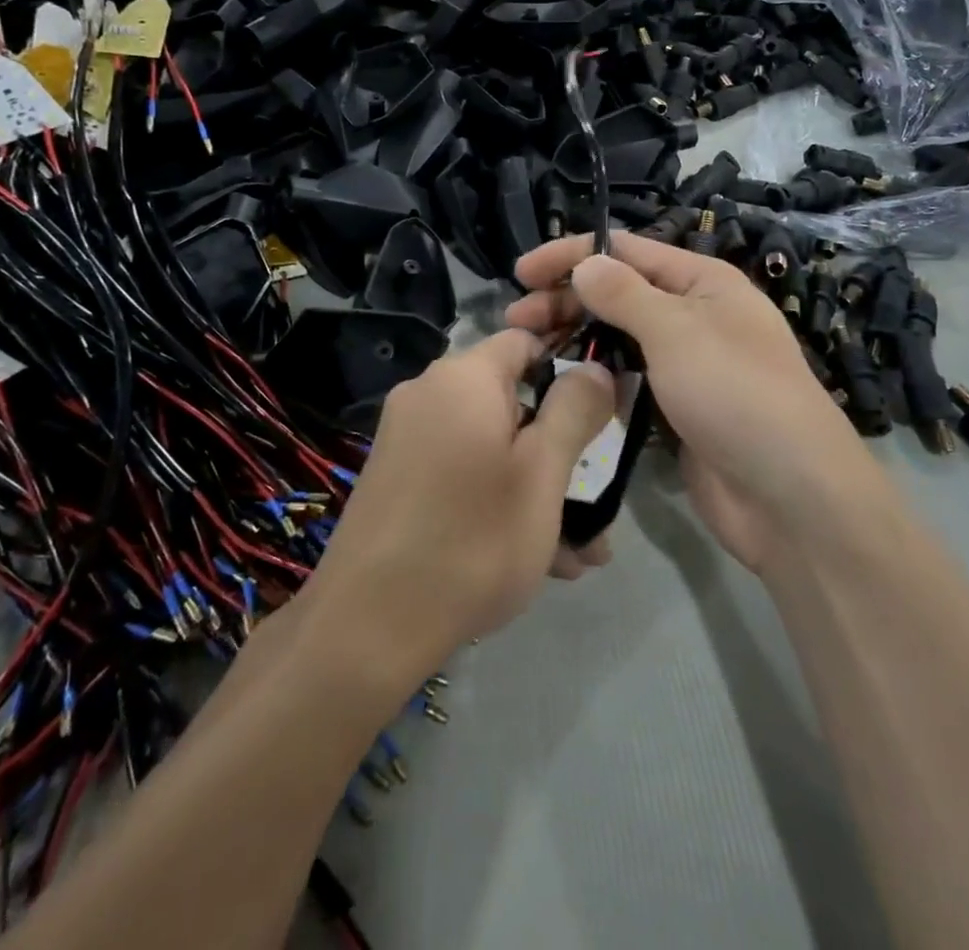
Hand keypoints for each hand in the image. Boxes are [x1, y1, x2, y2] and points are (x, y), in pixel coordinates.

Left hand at [305, 329, 614, 674]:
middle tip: (599, 502)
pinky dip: (499, 501)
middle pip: (513, 402)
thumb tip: (595, 369)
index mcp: (463, 378)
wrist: (365, 628)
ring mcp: (409, 439)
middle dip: (561, 450)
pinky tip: (539, 561)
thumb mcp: (542, 474)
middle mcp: (430, 395)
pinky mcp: (399, 479)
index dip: (570, 366)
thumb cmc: (472, 540)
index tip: (603, 411)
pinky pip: (464, 473)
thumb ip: (575, 411)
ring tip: (582, 551)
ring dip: (539, 489)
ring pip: (493, 447)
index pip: (525, 341)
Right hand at [508, 234, 874, 574]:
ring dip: (578, 338)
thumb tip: (585, 262)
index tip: (522, 273)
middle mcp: (694, 314)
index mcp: (702, 282)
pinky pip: (630, 379)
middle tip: (515, 320)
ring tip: (530, 352)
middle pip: (618, 293)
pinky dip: (599, 377)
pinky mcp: (677, 408)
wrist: (789, 495)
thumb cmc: (735, 393)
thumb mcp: (676, 330)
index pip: (625, 250)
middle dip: (567, 300)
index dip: (571, 255)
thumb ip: (624, 294)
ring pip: (620, 338)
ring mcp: (686, 364)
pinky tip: (566, 386)